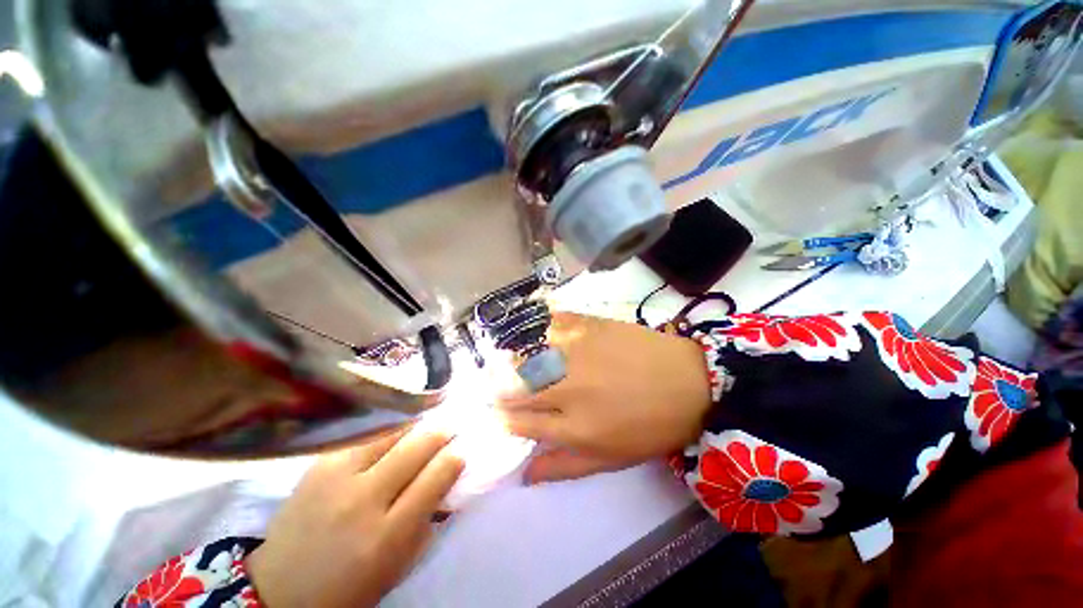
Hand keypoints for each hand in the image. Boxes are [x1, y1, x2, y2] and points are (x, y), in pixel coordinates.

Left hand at [245, 429, 463, 607]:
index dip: (455, 458)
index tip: (462, 450)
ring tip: (424, 427)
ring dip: (415, 427)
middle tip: (451, 428)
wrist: (279, 588)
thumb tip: (448, 479)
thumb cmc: (349, 586)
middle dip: (441, 433)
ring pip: (392, 432)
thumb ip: (427, 521)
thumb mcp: (397, 566)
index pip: (435, 477)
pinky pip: (366, 436)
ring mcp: (337, 477)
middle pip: (417, 447)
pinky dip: (388, 431)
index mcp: (387, 535)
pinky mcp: (320, 465)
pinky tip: (394, 434)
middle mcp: (363, 499)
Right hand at [497, 313, 712, 483]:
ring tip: (502, 360)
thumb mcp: (609, 459)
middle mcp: (568, 388)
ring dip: (509, 360)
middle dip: (499, 390)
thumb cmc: (650, 427)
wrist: (688, 382)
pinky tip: (532, 331)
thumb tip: (523, 475)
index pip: (519, 423)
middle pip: (515, 387)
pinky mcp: (588, 326)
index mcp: (574, 427)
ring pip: (525, 354)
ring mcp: (576, 352)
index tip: (499, 413)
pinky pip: (550, 323)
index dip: (503, 419)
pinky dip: (535, 327)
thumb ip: (563, 467)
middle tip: (495, 387)